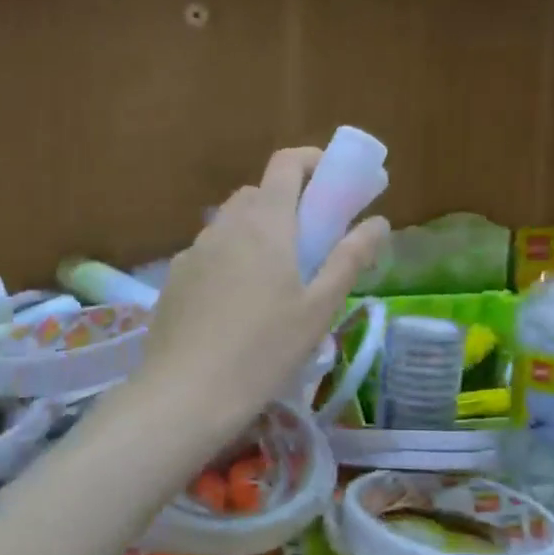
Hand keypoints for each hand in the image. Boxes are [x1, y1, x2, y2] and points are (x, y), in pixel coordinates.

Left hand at [132, 147, 388, 445]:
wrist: (185, 393)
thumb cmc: (264, 351)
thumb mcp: (319, 309)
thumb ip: (349, 259)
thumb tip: (378, 222)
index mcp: (265, 223)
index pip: (286, 163)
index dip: (313, 160)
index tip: (334, 181)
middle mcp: (224, 225)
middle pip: (258, 192)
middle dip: (287, 203)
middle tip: (310, 241)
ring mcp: (193, 251)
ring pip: (230, 223)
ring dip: (256, 232)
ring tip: (275, 279)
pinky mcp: (175, 278)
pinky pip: (209, 252)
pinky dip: (230, 258)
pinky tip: (236, 305)